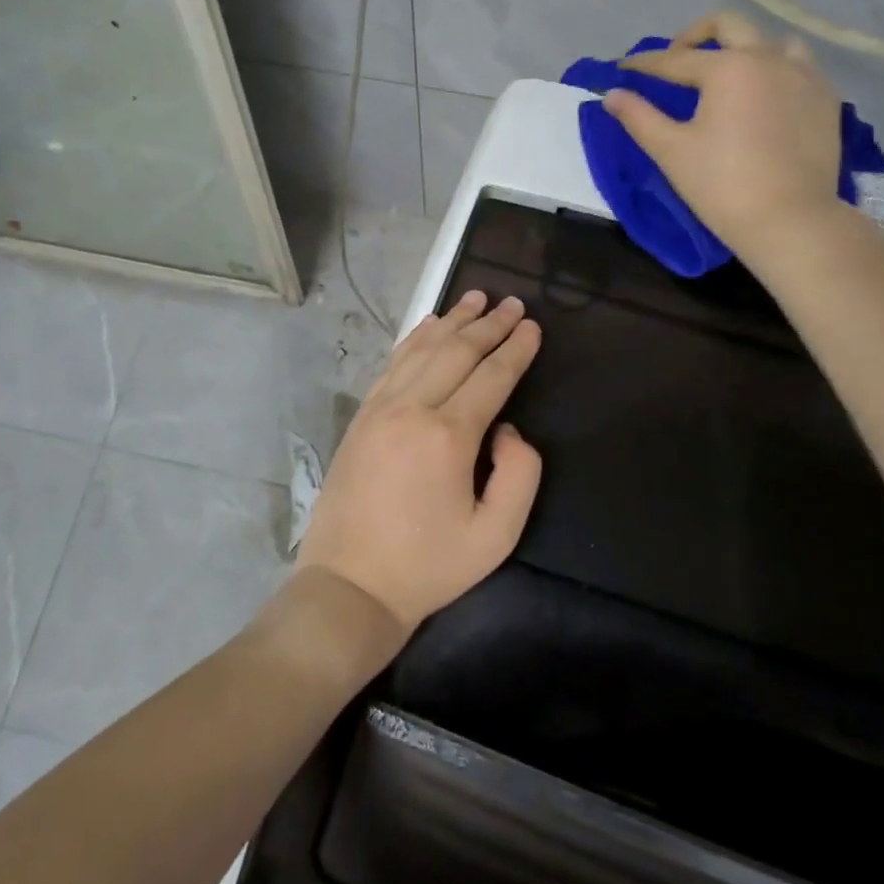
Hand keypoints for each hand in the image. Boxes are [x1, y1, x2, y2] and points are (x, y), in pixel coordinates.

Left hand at [297, 290, 542, 643]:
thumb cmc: (429, 566)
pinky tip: (429, 326)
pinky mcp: (361, 416)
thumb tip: (508, 428)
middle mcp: (412, 409)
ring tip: (476, 299)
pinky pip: (393, 364)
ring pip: (422, 349)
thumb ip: (519, 474)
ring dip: (452, 321)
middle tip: (512, 302)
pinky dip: (415, 339)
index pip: (492, 376)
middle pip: (457, 352)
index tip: (533, 325)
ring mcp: (380, 409)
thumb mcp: (496, 536)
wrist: (350, 584)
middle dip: (489, 325)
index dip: (516, 348)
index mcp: (448, 436)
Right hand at [606, 11, 844, 270]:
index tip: (622, 67)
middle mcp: (768, 58)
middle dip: (694, 36)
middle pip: (728, 26)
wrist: (789, 219)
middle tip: (675, 60)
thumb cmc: (721, 185)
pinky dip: (774, 71)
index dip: (644, 64)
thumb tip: (612, 94)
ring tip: (727, 76)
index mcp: (728, 68)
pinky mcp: (825, 98)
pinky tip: (763, 98)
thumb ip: (639, 117)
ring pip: (771, 41)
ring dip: (743, 49)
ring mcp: (804, 75)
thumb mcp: (671, 151)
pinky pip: (798, 67)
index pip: (674, 60)